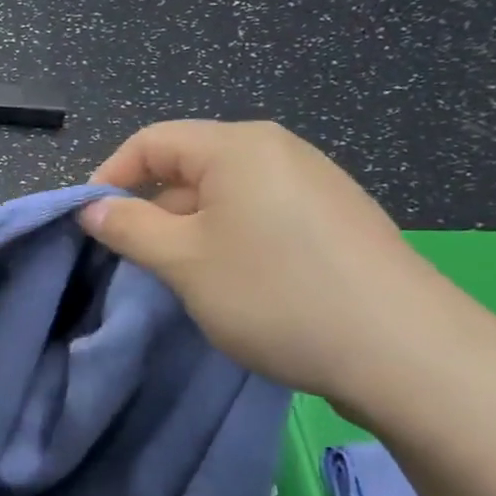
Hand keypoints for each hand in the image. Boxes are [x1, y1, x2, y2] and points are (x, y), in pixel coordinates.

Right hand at [80, 121, 461, 406]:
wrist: (406, 353)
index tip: (89, 225)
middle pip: (188, 164)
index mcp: (237, 146)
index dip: (110, 177)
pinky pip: (260, 213)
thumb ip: (128, 227)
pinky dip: (228, 238)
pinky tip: (237, 282)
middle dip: (150, 207)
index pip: (150, 142)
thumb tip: (91, 208)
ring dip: (187, 228)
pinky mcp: (335, 219)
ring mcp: (314, 183)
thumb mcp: (183, 261)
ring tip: (183, 276)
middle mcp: (278, 150)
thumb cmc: (275, 294)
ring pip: (224, 193)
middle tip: (134, 259)